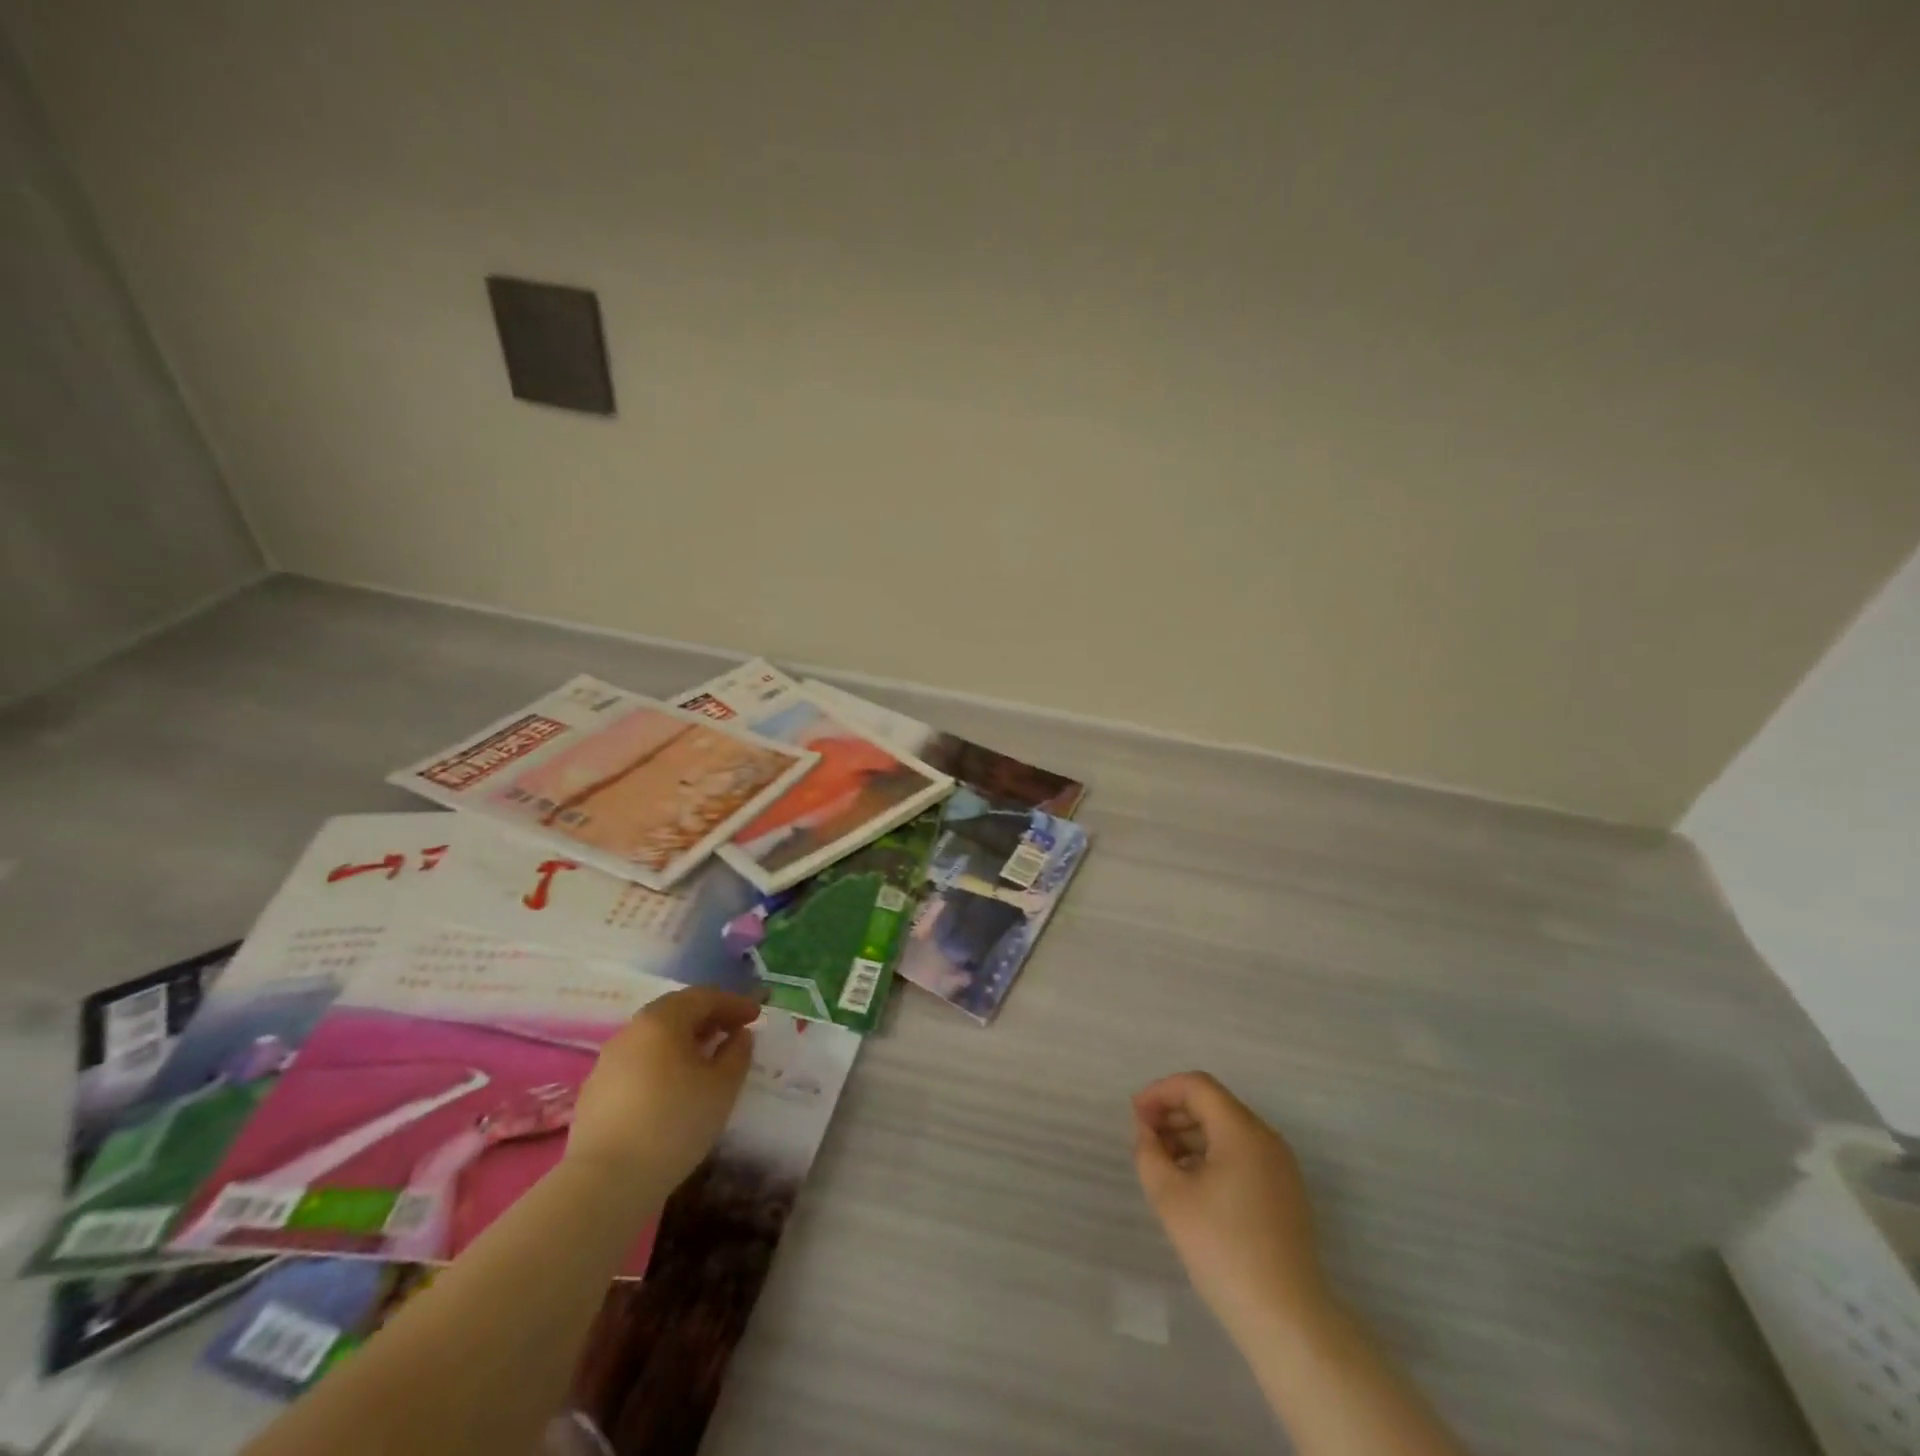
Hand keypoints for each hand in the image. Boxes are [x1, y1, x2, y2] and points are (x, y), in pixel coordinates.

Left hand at [566, 988, 759, 1192]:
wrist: (605, 1183)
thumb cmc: (674, 1123)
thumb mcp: (722, 1087)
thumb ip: (737, 1053)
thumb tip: (739, 1036)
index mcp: (663, 1020)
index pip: (704, 997)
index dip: (734, 1003)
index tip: (756, 1015)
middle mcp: (632, 1031)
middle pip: (675, 1011)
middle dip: (707, 1017)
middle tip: (731, 1030)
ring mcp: (608, 1061)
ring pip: (653, 1037)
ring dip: (683, 1040)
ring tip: (705, 1058)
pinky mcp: (594, 1091)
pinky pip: (638, 1062)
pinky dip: (661, 1062)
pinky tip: (672, 1086)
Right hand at [1133, 1072, 1330, 1339]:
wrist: (1287, 1320)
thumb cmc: (1223, 1249)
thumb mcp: (1171, 1197)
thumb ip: (1149, 1153)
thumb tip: (1147, 1131)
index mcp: (1242, 1130)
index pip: (1196, 1086)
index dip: (1161, 1092)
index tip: (1135, 1116)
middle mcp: (1266, 1138)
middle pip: (1213, 1104)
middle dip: (1174, 1113)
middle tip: (1144, 1139)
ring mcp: (1280, 1166)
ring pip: (1227, 1130)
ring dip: (1190, 1136)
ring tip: (1162, 1164)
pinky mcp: (1284, 1192)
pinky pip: (1242, 1155)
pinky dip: (1211, 1156)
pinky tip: (1190, 1184)